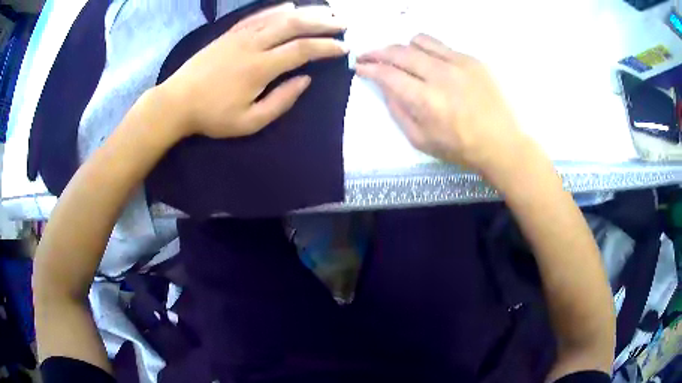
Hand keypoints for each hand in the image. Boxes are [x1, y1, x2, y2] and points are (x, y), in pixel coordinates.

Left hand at [157, 3, 347, 138]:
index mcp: (260, 67)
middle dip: (322, 22)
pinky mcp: (230, 33)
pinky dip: (277, 8)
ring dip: (305, 12)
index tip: (343, 48)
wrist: (177, 102)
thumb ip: (281, 101)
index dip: (326, 47)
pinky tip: (290, 6)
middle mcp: (253, 44)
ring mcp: (240, 35)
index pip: (302, 50)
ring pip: (279, 16)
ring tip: (325, 11)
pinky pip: (258, 15)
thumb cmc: (212, 116)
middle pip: (294, 25)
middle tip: (342, 23)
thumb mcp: (249, 122)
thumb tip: (306, 80)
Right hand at [356, 34, 530, 177]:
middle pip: (400, 52)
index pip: (388, 74)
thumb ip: (398, 112)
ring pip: (420, 41)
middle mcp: (440, 75)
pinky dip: (429, 52)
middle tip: (369, 56)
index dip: (368, 68)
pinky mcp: (473, 60)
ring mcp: (459, 63)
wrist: (503, 143)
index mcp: (426, 100)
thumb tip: (385, 88)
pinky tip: (432, 63)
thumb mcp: (422, 141)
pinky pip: (442, 46)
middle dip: (378, 52)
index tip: (359, 66)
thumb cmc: (462, 148)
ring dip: (404, 47)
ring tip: (403, 58)